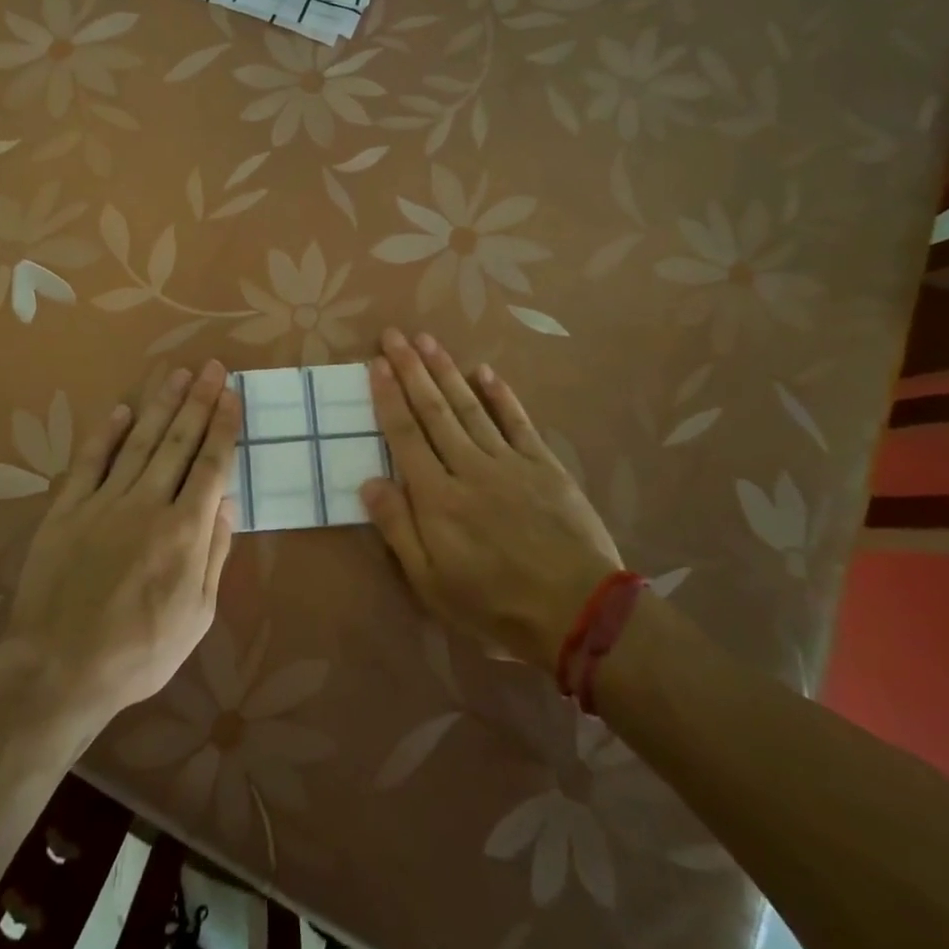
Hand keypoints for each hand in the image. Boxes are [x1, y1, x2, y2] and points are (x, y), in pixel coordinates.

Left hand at [1, 360, 239, 726]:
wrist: (59, 669)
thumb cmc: (139, 651)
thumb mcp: (196, 615)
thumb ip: (213, 555)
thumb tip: (227, 504)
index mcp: (184, 530)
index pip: (212, 464)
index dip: (224, 426)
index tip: (232, 395)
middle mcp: (148, 503)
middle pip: (179, 442)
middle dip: (199, 401)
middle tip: (212, 367)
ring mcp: (104, 501)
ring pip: (139, 442)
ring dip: (161, 406)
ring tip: (177, 375)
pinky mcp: (67, 509)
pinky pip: (89, 462)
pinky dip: (104, 434)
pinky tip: (120, 410)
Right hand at [361, 329, 622, 675]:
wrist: (579, 612)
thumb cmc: (494, 605)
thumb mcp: (431, 583)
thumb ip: (398, 529)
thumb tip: (369, 482)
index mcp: (437, 497)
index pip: (405, 435)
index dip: (388, 397)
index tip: (376, 364)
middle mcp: (469, 467)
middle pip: (434, 410)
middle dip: (411, 369)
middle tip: (394, 335)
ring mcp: (509, 462)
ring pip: (470, 407)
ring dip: (446, 371)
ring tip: (427, 340)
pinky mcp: (543, 465)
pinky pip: (517, 421)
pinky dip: (500, 395)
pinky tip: (485, 372)